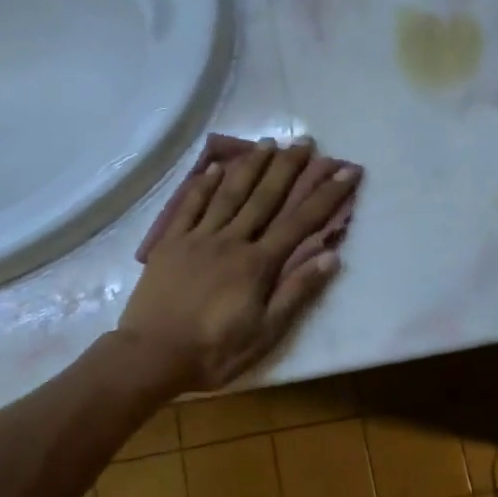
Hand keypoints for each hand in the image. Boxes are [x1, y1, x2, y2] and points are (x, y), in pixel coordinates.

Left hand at [116, 140, 361, 392]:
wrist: (151, 356)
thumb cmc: (214, 351)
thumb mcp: (265, 333)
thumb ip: (296, 292)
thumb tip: (330, 256)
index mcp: (257, 264)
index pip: (300, 222)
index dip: (326, 195)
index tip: (345, 170)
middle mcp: (231, 240)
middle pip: (265, 197)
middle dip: (288, 168)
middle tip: (305, 140)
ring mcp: (198, 238)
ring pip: (229, 194)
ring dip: (250, 166)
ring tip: (268, 142)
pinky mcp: (170, 243)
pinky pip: (189, 206)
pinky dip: (204, 185)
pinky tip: (216, 167)